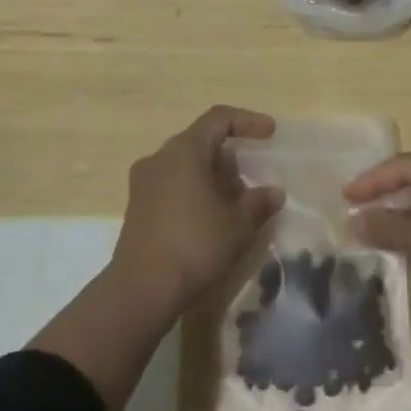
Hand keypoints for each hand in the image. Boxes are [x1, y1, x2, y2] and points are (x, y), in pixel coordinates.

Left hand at [109, 106, 285, 318]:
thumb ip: (258, 203)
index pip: (219, 118)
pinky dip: (193, 192)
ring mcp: (144, 182)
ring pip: (185, 165)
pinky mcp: (136, 207)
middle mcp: (160, 157)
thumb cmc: (194, 246)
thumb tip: (274, 192)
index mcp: (184, 150)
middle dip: (229, 159)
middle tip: (250, 186)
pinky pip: (171, 185)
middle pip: (201, 142)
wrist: (140, 292)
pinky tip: (208, 221)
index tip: (270, 133)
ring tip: (233, 207)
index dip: (247, 121)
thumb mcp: (237, 225)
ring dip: (212, 178)